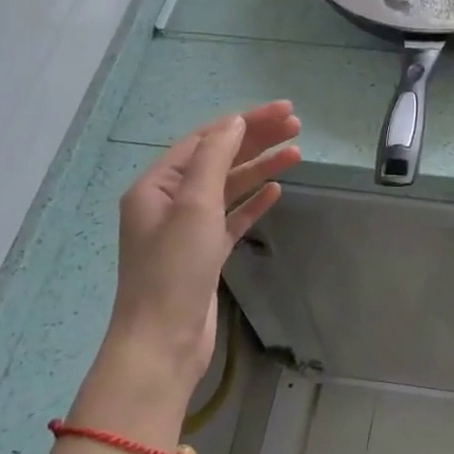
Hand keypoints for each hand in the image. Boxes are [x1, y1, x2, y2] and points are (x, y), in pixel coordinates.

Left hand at [96, 101, 301, 413]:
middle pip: (219, 160)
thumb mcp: (193, 206)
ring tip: (297, 153)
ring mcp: (187, 229)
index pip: (205, 140)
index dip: (245, 122)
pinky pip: (232, 218)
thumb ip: (215, 159)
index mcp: (156, 186)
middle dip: (257, 140)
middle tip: (297, 125)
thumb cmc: (174, 270)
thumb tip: (235, 123)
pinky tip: (276, 190)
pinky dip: (253, 202)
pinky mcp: (205, 254)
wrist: (162, 343)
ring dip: (260, 168)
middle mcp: (169, 202)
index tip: (283, 111)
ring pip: (229, 188)